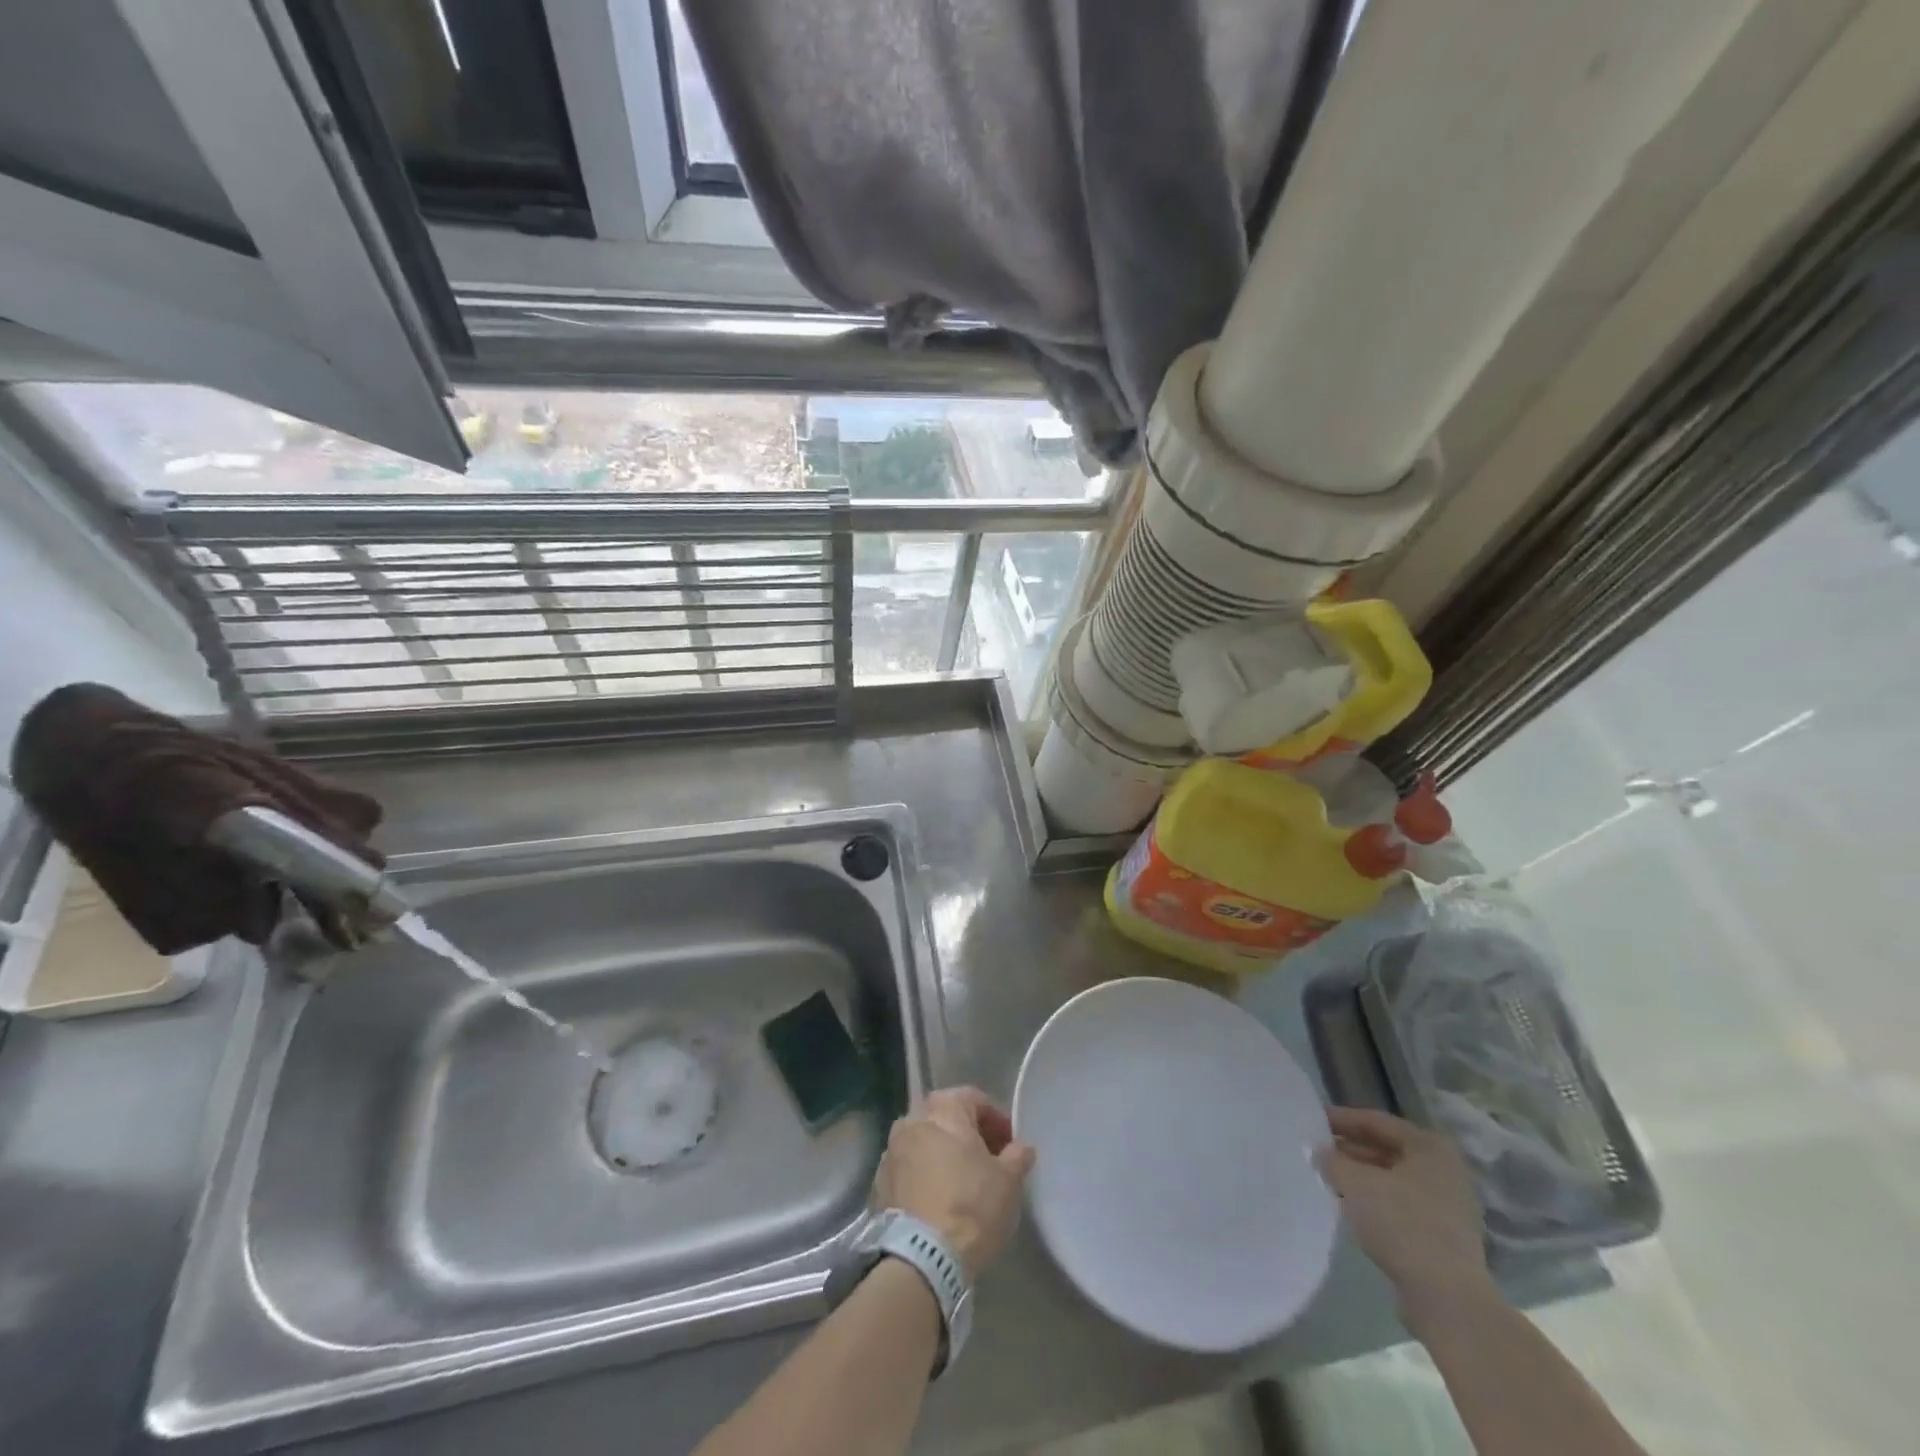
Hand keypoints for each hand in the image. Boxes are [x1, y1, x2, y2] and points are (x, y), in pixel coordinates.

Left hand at [874, 1087, 1036, 1278]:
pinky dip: (924, 1176)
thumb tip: (1021, 1148)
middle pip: (946, 1118)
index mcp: (944, 1108)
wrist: (920, 1258)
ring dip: (943, 1155)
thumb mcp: (1008, 1181)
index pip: (974, 1099)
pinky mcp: (879, 1182)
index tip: (1010, 1146)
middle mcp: (912, 1119)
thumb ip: (1018, 1156)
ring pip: (925, 1143)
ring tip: (962, 1183)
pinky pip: (908, 1169)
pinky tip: (938, 1201)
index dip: (996, 1120)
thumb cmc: (971, 1206)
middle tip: (988, 1162)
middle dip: (968, 1136)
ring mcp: (891, 1150)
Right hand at [1318, 1106, 1495, 1324]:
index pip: (1376, 1121)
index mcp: (1430, 1147)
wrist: (1446, 1298)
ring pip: (1393, 1180)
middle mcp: (1444, 1171)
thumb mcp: (1355, 1182)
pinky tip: (1350, 1207)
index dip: (1341, 1119)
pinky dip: (1375, 1202)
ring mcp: (1448, 1207)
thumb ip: (1331, 1159)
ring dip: (1361, 1177)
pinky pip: (1401, 1206)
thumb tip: (1317, 1150)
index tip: (1311, 1120)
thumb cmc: (1402, 1223)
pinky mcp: (1443, 1238)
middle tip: (1317, 1150)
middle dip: (1350, 1150)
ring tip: (1328, 1178)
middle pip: (1387, 1149)